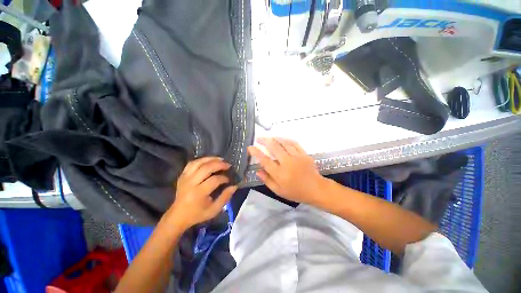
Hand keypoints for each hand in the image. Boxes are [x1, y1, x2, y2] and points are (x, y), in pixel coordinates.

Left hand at [165, 157, 236, 229]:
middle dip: (219, 164)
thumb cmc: (198, 214)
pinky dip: (201, 160)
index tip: (228, 180)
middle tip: (228, 165)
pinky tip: (209, 160)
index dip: (224, 178)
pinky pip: (192, 163)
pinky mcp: (182, 176)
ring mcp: (185, 178)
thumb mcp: (214, 210)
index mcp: (199, 193)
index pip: (214, 180)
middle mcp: (191, 183)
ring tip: (220, 159)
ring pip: (199, 163)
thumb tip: (234, 186)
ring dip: (211, 159)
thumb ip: (225, 197)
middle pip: (206, 168)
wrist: (178, 216)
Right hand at [247, 138, 326, 204]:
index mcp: (279, 174)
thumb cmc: (296, 191)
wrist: (315, 189)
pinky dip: (286, 139)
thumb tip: (257, 170)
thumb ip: (267, 180)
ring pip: (283, 143)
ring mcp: (296, 157)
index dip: (256, 152)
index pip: (265, 160)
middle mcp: (287, 163)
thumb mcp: (279, 190)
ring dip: (274, 138)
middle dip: (264, 141)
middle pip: (274, 148)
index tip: (250, 147)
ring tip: (268, 137)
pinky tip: (281, 138)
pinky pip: (294, 143)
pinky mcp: (304, 154)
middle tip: (258, 138)